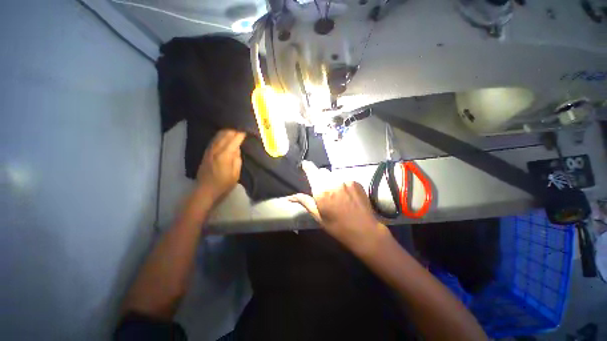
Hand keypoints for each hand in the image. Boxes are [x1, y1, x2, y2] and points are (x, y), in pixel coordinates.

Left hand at [196, 129, 245, 204]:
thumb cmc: (224, 184)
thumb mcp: (236, 173)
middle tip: (241, 127)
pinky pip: (214, 139)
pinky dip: (220, 135)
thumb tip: (237, 148)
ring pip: (219, 135)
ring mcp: (210, 150)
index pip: (234, 139)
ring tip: (234, 128)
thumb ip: (237, 159)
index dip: (241, 133)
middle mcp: (216, 149)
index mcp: (225, 155)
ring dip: (227, 131)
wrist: (206, 190)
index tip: (246, 129)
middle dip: (234, 129)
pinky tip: (224, 134)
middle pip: (226, 134)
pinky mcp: (206, 152)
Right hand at [289, 161, 390, 254]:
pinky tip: (345, 195)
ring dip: (331, 180)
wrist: (364, 230)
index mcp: (322, 191)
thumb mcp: (318, 216)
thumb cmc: (337, 226)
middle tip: (322, 189)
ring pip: (333, 175)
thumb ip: (305, 202)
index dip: (307, 166)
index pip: (312, 171)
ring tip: (335, 193)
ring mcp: (346, 180)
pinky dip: (341, 183)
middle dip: (319, 177)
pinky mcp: (355, 182)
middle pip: (322, 172)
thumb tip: (289, 197)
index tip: (305, 164)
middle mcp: (333, 181)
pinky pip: (344, 178)